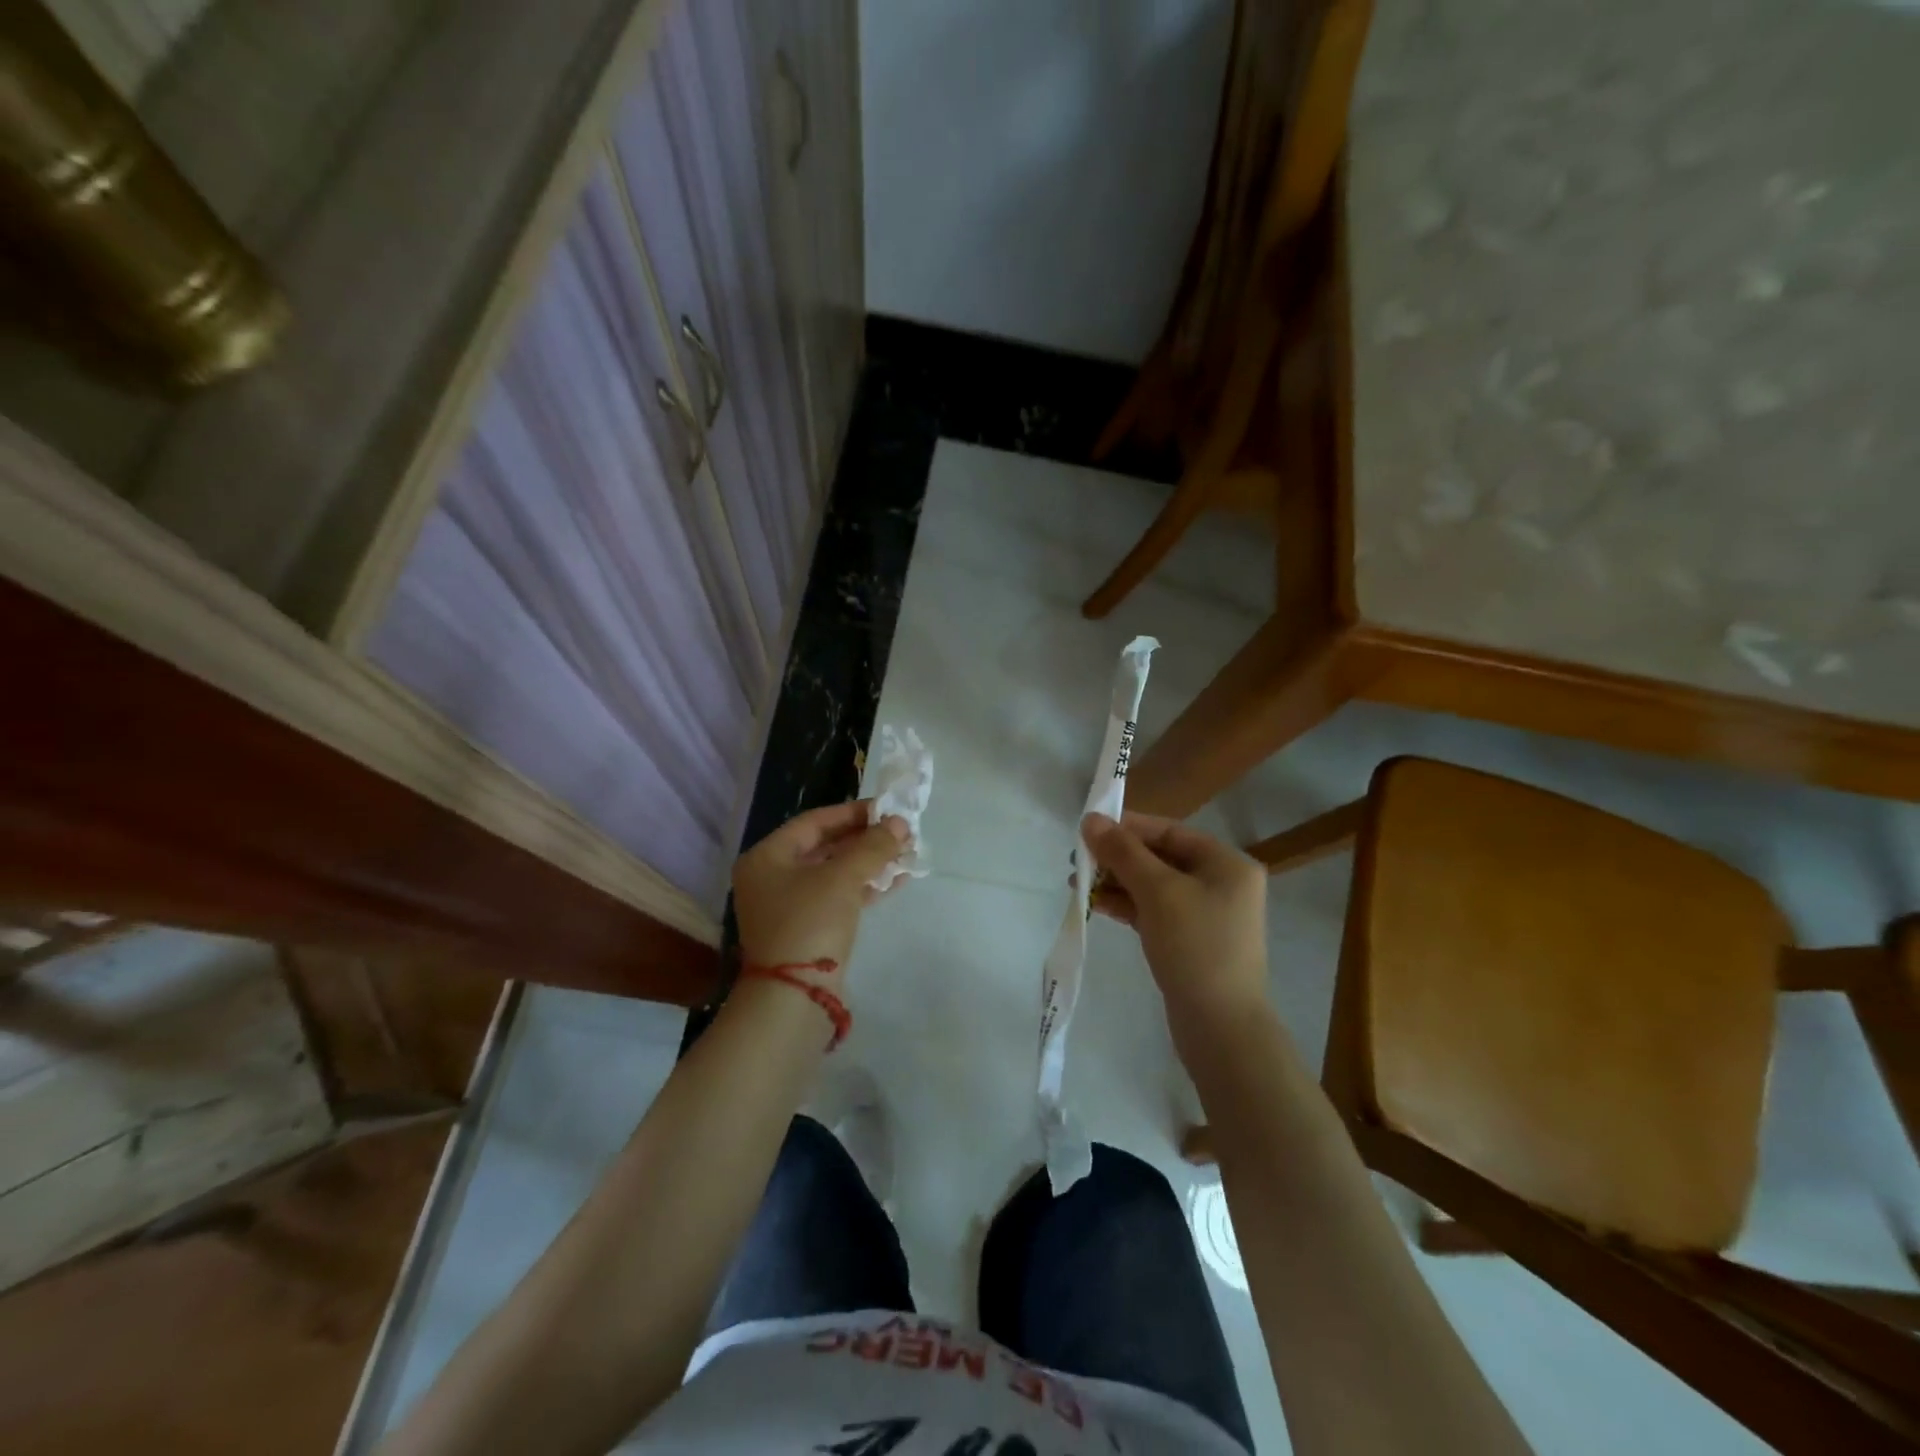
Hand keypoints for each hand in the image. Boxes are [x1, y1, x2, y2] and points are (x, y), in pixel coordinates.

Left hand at [733, 801, 907, 973]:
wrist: (794, 998)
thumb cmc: (810, 923)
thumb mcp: (842, 878)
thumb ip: (872, 846)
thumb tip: (900, 823)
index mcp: (767, 857)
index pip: (814, 822)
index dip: (853, 812)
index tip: (888, 809)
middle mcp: (772, 878)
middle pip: (825, 847)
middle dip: (866, 839)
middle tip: (902, 833)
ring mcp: (789, 907)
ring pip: (835, 873)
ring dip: (870, 863)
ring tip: (906, 854)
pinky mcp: (808, 930)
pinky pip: (838, 897)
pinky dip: (865, 887)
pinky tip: (896, 881)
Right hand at [1084, 812, 1269, 1038]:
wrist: (1221, 1027)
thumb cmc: (1195, 946)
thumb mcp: (1157, 891)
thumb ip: (1122, 852)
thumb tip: (1091, 819)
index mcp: (1226, 863)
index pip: (1169, 831)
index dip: (1127, 827)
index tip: (1088, 830)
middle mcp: (1222, 883)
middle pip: (1160, 858)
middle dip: (1117, 858)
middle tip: (1077, 860)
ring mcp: (1207, 915)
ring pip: (1154, 886)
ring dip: (1116, 882)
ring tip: (1077, 884)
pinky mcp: (1191, 941)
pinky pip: (1155, 911)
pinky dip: (1127, 905)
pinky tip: (1096, 904)